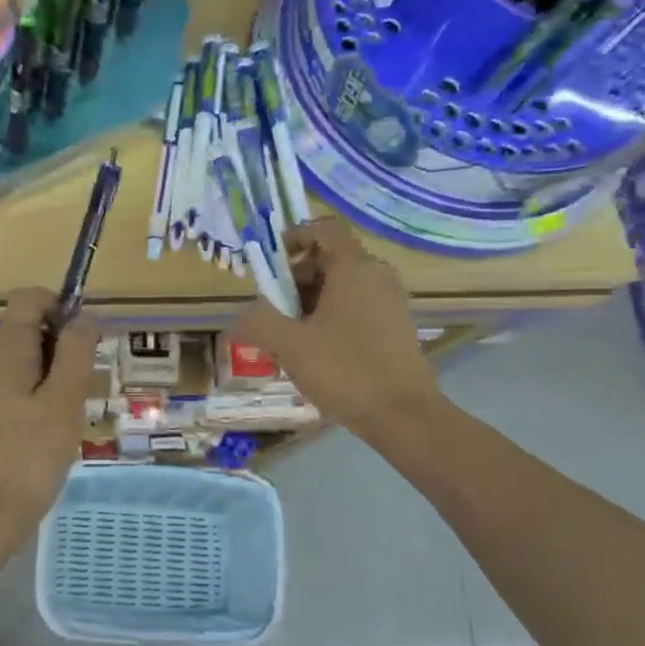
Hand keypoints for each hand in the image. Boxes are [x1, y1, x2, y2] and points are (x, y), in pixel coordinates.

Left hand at [0, 287, 99, 542]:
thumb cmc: (31, 455)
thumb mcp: (64, 400)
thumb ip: (75, 352)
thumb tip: (83, 316)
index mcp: (5, 352)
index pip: (27, 299)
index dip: (59, 305)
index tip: (85, 339)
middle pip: (27, 329)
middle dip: (62, 346)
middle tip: (81, 387)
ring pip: (25, 361)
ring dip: (54, 374)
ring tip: (69, 413)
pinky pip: (16, 388)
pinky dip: (39, 396)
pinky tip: (51, 430)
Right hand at [234, 217, 441, 437]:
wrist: (404, 416)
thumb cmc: (345, 370)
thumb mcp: (290, 345)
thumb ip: (259, 323)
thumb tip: (240, 317)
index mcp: (355, 268)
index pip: (324, 229)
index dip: (294, 238)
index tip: (272, 267)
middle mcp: (377, 276)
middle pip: (329, 259)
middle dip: (295, 280)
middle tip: (275, 312)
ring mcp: (390, 302)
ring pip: (342, 287)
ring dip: (310, 303)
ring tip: (290, 339)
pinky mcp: (396, 328)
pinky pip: (356, 308)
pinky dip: (331, 319)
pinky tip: (316, 354)